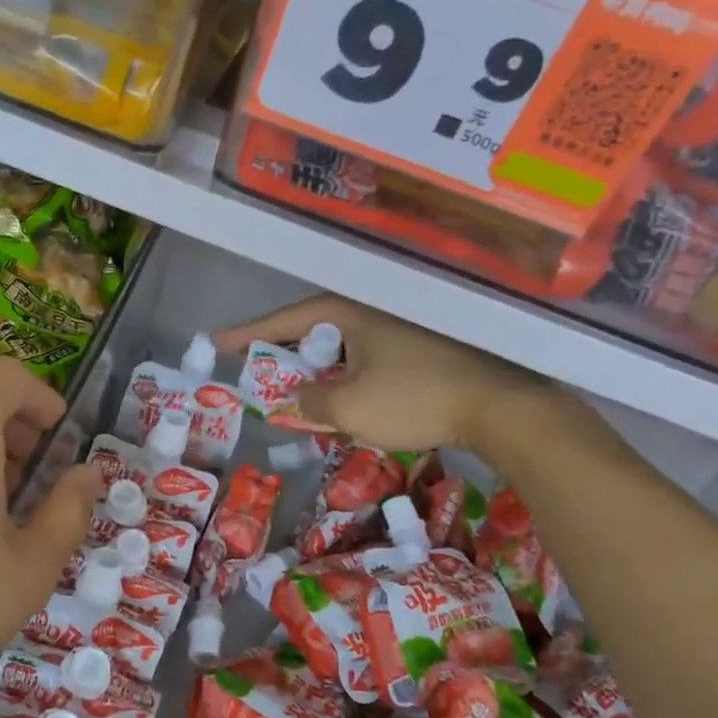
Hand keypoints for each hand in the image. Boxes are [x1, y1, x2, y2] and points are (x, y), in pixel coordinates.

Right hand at [216, 295, 573, 465]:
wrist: (500, 406)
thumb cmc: (415, 399)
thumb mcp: (349, 407)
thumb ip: (311, 401)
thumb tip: (298, 398)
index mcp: (349, 313)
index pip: (285, 320)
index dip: (249, 334)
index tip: (217, 342)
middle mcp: (374, 310)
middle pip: (314, 329)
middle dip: (283, 352)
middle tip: (257, 371)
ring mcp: (402, 326)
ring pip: (344, 346)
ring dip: (318, 368)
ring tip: (299, 390)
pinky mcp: (423, 346)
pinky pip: (368, 357)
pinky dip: (348, 374)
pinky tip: (349, 397)